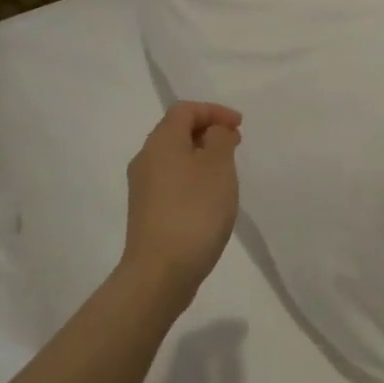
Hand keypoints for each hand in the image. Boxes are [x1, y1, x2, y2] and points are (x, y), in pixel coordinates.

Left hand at [120, 102, 242, 308]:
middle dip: (208, 132)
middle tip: (236, 143)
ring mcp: (143, 188)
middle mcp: (146, 159)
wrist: (160, 272)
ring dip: (201, 156)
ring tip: (227, 171)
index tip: (240, 125)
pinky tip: (210, 198)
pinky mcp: (146, 212)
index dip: (214, 111)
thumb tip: (213, 132)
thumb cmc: (194, 211)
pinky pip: (172, 180)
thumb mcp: (218, 167)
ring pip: (174, 157)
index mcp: (161, 142)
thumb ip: (220, 139)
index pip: (185, 110)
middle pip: (176, 131)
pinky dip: (193, 177)